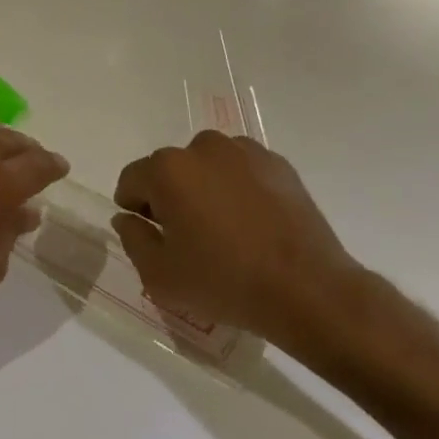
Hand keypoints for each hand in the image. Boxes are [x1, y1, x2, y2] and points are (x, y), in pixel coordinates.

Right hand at [109, 132, 360, 350]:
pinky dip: (238, 187)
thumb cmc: (225, 283)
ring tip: (225, 228)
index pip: (131, 180)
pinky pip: (241, 169)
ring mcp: (243, 151)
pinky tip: (253, 222)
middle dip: (170, 196)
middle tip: (190, 237)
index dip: (135, 209)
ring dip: (204, 188)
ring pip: (206, 166)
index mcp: (167, 170)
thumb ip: (132, 239)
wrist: (310, 291)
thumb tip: (128, 217)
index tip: (153, 236)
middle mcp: (201, 148)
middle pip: (169, 170)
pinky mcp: (277, 164)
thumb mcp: (160, 276)